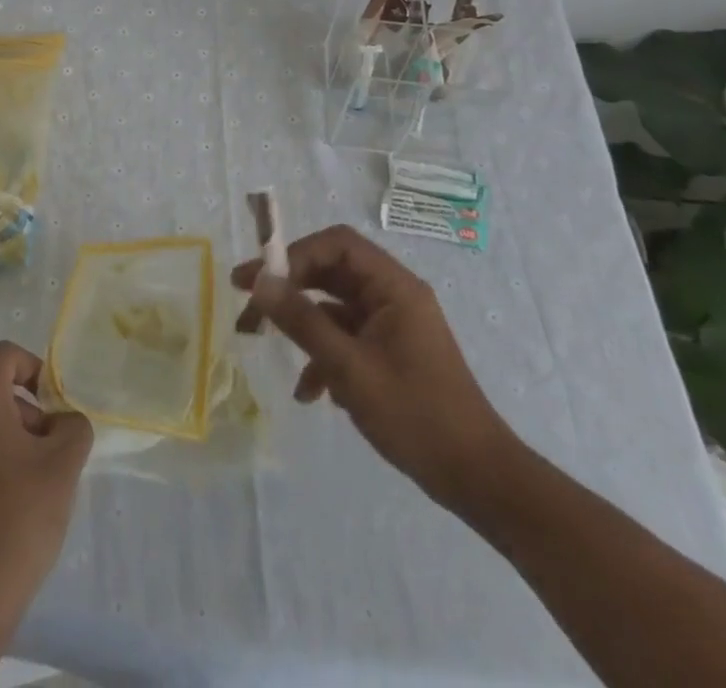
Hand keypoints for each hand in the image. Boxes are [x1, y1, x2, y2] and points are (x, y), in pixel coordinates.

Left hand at [0, 340, 93, 613]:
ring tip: (36, 475)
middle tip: (50, 445)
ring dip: (14, 431)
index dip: (35, 369)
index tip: (54, 406)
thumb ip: (73, 425)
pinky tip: (15, 495)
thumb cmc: (20, 514)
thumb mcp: (64, 462)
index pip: (5, 355)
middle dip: (28, 406)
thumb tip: (63, 422)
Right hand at [232, 224, 515, 513]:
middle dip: (287, 286)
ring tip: (259, 340)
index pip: (336, 245)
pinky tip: (308, 392)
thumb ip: (302, 321)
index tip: (258, 278)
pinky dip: (322, 354)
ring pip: (334, 306)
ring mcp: (392, 325)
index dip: (294, 254)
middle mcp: (393, 296)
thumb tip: (260, 282)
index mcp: (393, 287)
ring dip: (300, 323)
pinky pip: (346, 337)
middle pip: (331, 272)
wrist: (479, 480)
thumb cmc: (417, 416)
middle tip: (246, 302)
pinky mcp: (390, 353)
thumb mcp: (350, 368)